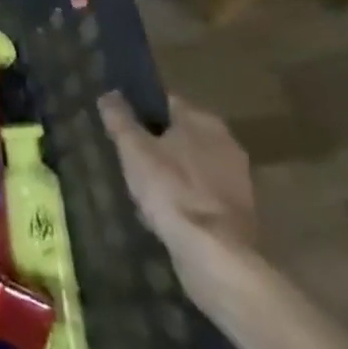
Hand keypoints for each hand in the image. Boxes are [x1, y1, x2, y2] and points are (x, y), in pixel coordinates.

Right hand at [99, 93, 255, 307]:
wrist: (216, 255)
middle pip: (180, 134)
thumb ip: (120, 118)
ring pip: (191, 166)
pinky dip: (183, 198)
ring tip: (141, 187)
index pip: (165, 101)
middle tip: (127, 156)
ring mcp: (236, 179)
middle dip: (155, 143)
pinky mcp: (238, 212)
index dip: (140, 109)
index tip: (119, 123)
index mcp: (202, 120)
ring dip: (169, 172)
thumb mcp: (133, 149)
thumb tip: (109, 93)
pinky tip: (163, 213)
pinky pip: (200, 194)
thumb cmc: (171, 190)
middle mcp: (226, 142)